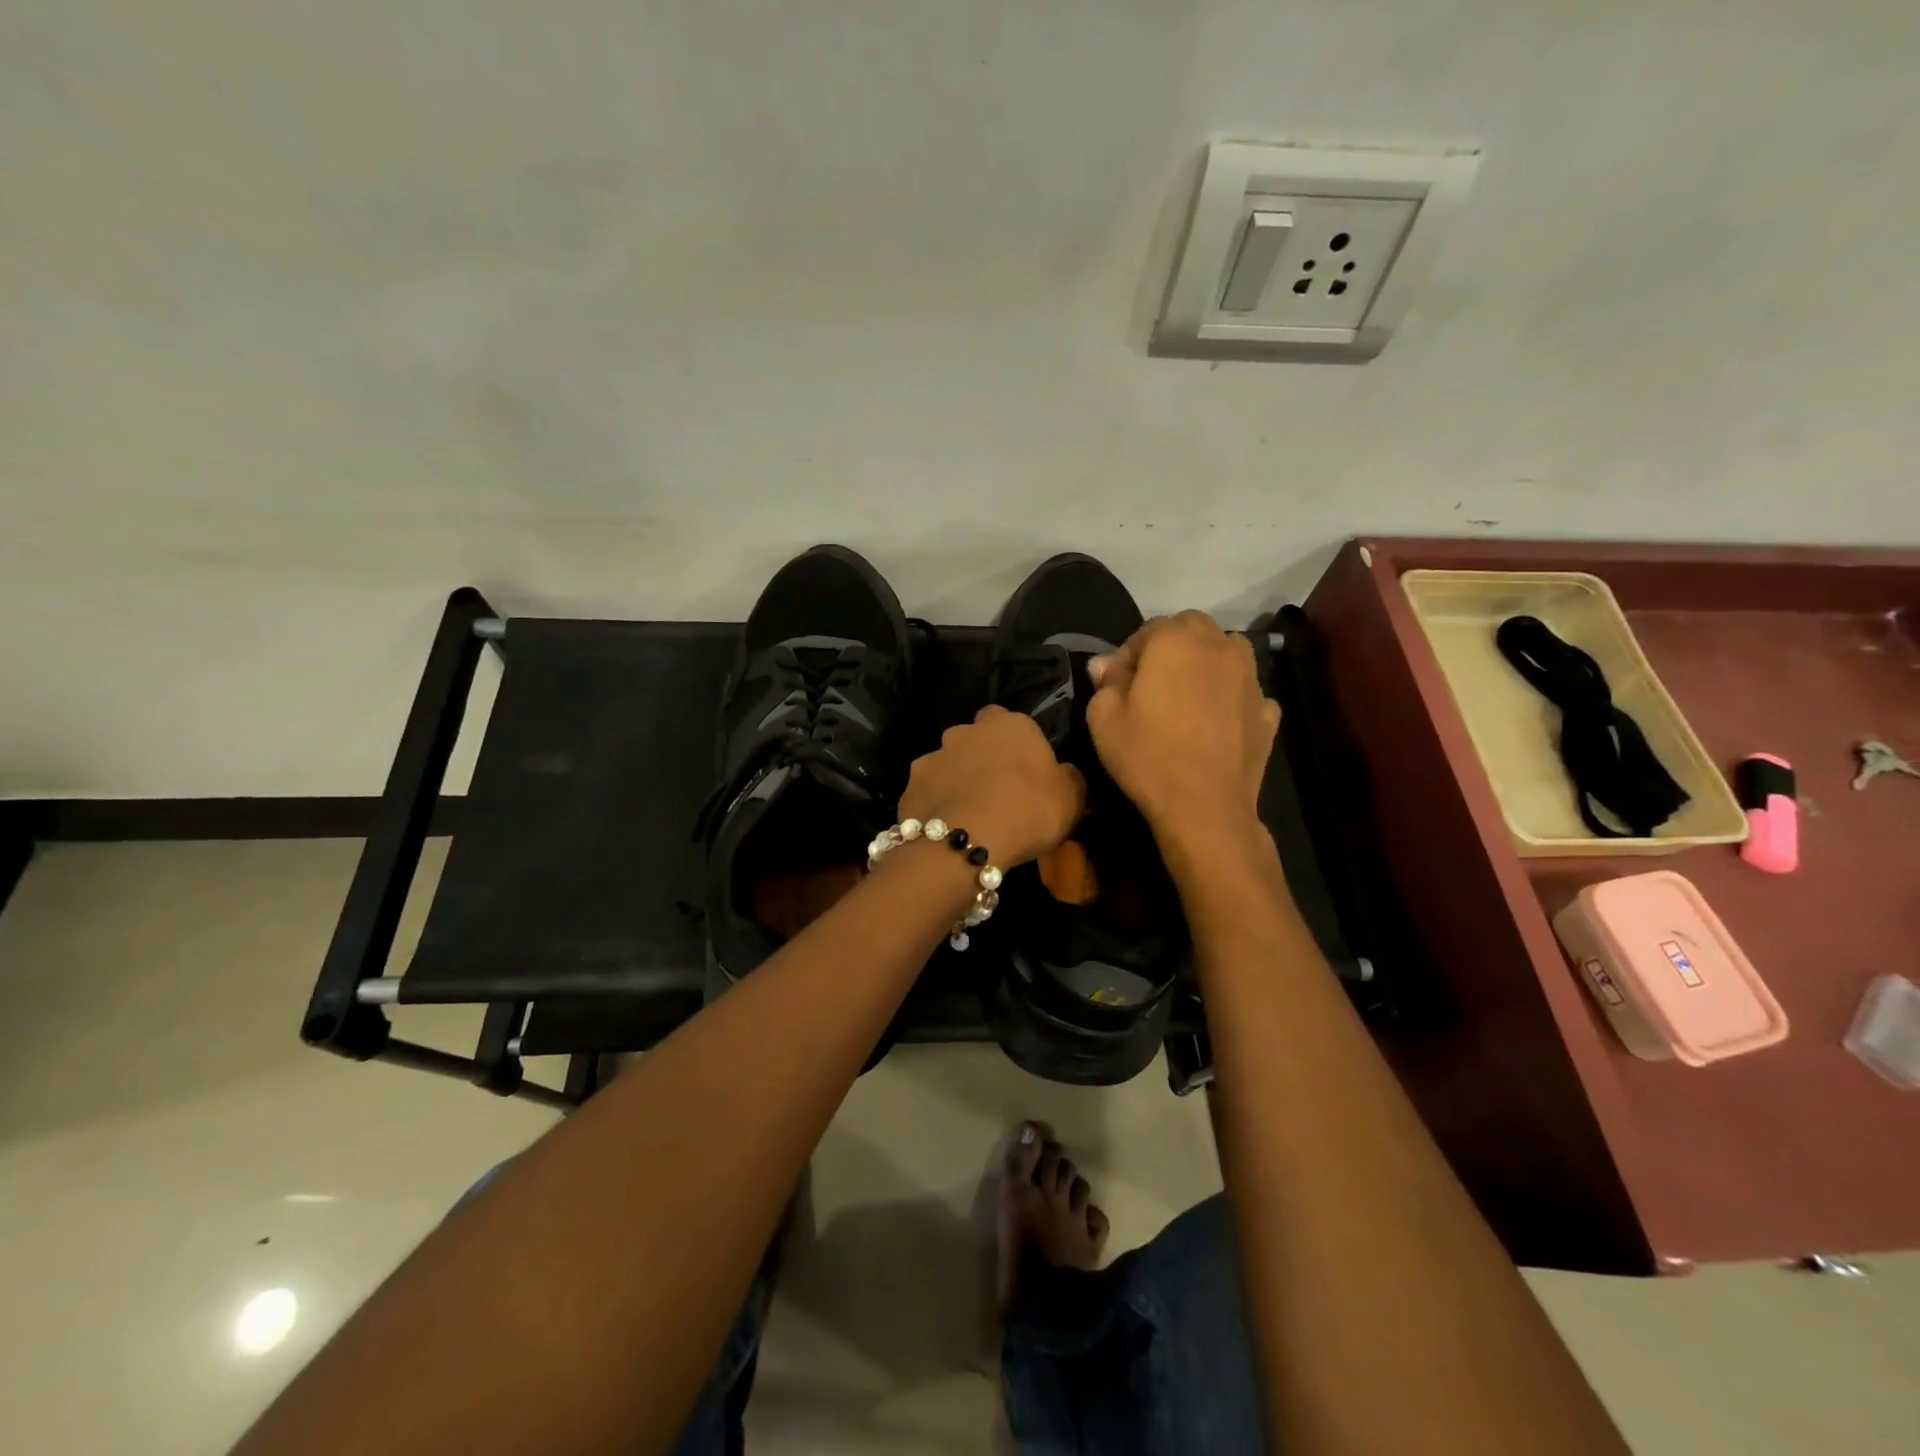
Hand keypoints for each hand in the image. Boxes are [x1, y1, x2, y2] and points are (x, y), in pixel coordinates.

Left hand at [899, 705, 1085, 867]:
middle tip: (996, 790)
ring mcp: (933, 756)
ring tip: (969, 814)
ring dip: (956, 781)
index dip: (1015, 742)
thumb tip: (1064, 774)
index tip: (1024, 768)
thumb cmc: (1028, 810)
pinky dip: (936, 805)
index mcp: (1010, 725)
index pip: (1009, 719)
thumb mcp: (1071, 798)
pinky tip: (945, 829)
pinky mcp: (910, 786)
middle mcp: (966, 731)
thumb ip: (1069, 778)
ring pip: (947, 764)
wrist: (965, 840)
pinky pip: (928, 792)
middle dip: (981, 757)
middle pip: (974, 738)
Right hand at [1086, 611, 1279, 848]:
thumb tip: (1106, 664)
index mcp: (1176, 642)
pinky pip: (1247, 691)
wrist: (1204, 807)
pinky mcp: (1267, 711)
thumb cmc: (1147, 756)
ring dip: (1208, 662)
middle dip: (1172, 646)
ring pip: (1228, 651)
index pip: (1149, 628)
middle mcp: (1219, 648)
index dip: (1130, 653)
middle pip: (1194, 628)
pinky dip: (1233, 697)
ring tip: (1190, 694)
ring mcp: (1250, 679)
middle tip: (1154, 683)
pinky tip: (1219, 721)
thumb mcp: (1103, 719)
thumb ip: (1105, 682)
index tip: (1119, 683)